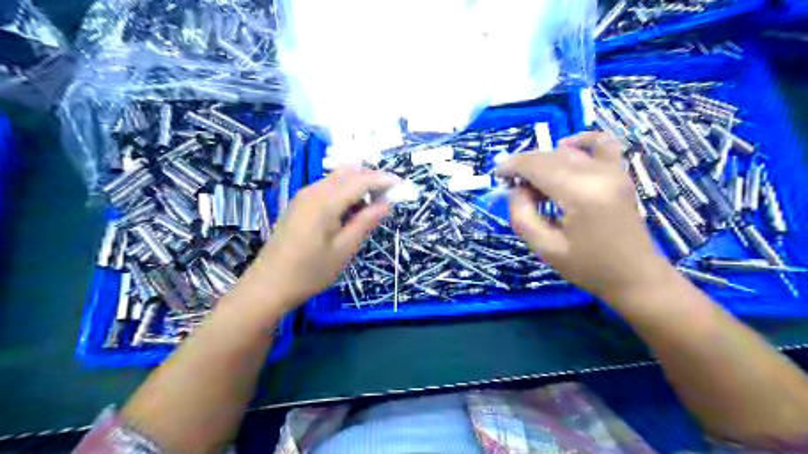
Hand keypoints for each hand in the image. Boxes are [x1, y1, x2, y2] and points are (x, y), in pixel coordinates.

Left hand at [246, 165, 395, 307]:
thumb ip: (365, 222)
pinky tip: (350, 208)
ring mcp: (303, 196)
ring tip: (372, 202)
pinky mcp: (298, 204)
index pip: (360, 181)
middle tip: (388, 195)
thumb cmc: (310, 272)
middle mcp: (313, 191)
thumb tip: (386, 203)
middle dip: (370, 179)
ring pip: (336, 179)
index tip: (401, 184)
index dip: (382, 180)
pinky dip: (343, 191)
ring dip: (357, 184)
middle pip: (347, 174)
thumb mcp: (344, 250)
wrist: (268, 285)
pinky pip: (326, 188)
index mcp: (325, 202)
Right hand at [496, 131, 672, 300]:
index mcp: (579, 193)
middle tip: (511, 185)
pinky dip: (580, 141)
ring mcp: (613, 170)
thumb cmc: (589, 267)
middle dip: (525, 165)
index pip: (537, 166)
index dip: (512, 166)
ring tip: (534, 182)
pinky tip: (566, 147)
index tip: (496, 174)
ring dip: (545, 160)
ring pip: (568, 151)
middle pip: (550, 156)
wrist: (635, 277)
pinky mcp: (621, 173)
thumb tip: (515, 189)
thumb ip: (522, 215)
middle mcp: (598, 173)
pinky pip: (601, 143)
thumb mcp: (545, 248)